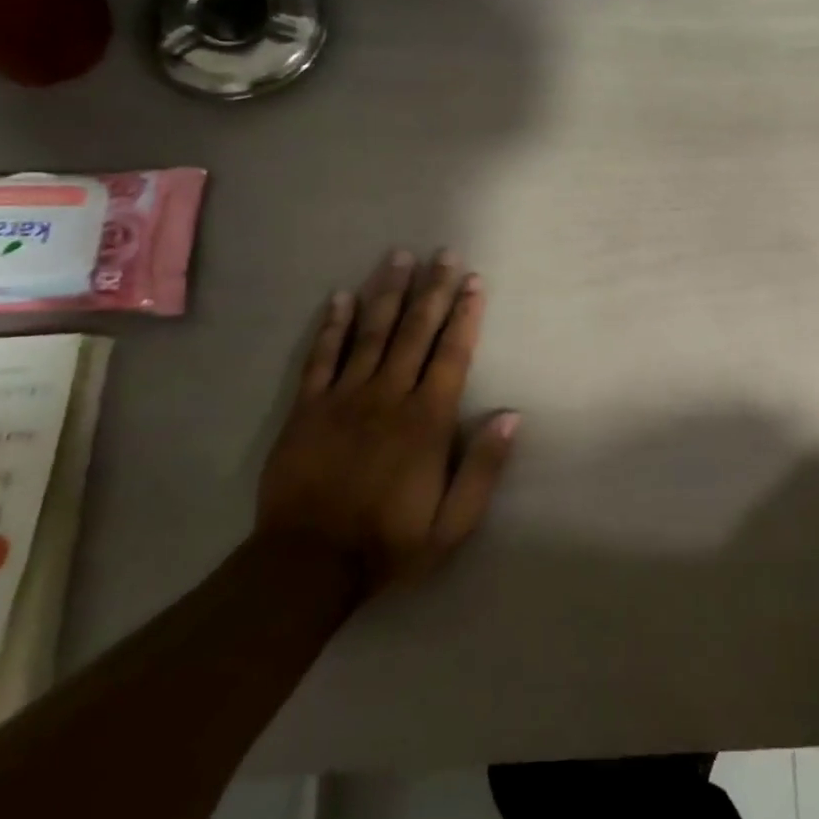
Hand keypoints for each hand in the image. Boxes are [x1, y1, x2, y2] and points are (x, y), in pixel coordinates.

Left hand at [257, 248, 517, 591]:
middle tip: (444, 253)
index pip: (452, 353)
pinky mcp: (308, 409)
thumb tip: (511, 416)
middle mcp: (389, 396)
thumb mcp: (453, 523)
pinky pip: (321, 357)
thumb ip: (484, 468)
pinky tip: (341, 297)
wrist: (307, 565)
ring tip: (399, 257)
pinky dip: (332, 325)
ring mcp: (344, 398)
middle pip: (415, 331)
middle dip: (433, 289)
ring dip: (388, 293)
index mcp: (428, 419)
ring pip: (371, 333)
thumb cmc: (389, 542)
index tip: (474, 281)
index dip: (465, 314)